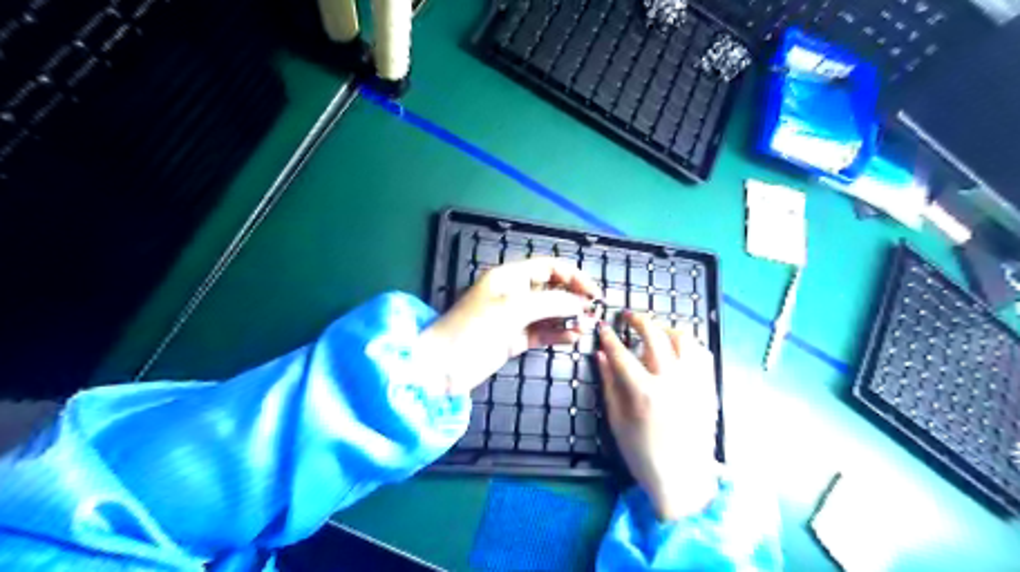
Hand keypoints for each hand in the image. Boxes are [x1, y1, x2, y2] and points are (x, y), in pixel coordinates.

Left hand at [420, 257, 598, 393]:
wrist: (442, 366)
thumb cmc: (473, 329)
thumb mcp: (513, 310)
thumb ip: (549, 303)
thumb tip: (580, 303)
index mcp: (510, 277)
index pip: (549, 267)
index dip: (573, 276)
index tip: (593, 292)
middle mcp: (515, 293)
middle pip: (552, 289)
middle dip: (574, 298)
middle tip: (595, 313)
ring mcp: (515, 317)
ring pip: (550, 312)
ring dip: (569, 318)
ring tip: (587, 327)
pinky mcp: (515, 339)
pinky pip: (542, 332)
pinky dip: (558, 333)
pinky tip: (573, 338)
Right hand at [599, 310, 724, 519]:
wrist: (683, 478)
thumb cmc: (642, 453)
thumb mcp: (617, 420)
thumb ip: (609, 384)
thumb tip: (600, 355)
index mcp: (645, 393)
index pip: (622, 354)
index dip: (609, 337)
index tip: (603, 327)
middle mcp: (672, 381)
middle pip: (655, 337)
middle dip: (638, 320)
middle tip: (628, 316)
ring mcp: (694, 383)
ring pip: (683, 339)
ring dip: (665, 328)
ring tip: (654, 329)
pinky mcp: (708, 387)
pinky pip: (702, 353)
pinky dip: (688, 343)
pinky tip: (677, 346)